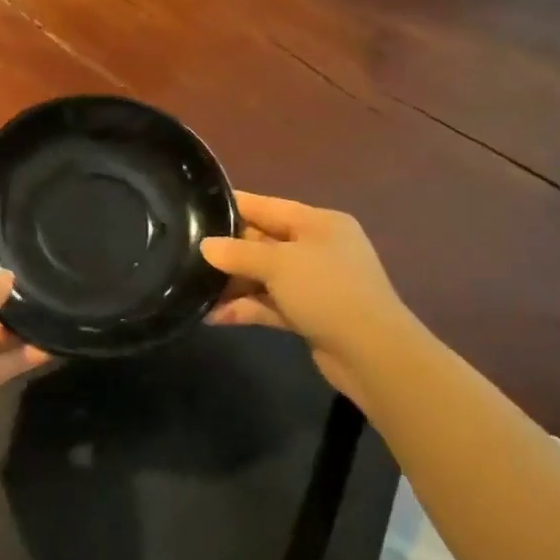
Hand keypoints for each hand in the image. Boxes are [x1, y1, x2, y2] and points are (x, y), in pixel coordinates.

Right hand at [201, 192, 410, 397]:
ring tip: (194, 291)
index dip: (232, 206)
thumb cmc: (327, 291)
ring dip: (233, 285)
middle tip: (186, 254)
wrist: (372, 353)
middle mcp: (317, 247)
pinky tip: (215, 317)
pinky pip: (270, 303)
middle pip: (262, 241)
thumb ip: (238, 253)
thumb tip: (206, 246)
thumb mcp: (278, 264)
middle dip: (227, 251)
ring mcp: (314, 282)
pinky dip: (246, 308)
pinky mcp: (309, 313)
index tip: (195, 208)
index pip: (266, 206)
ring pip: (264, 276)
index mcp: (318, 223)